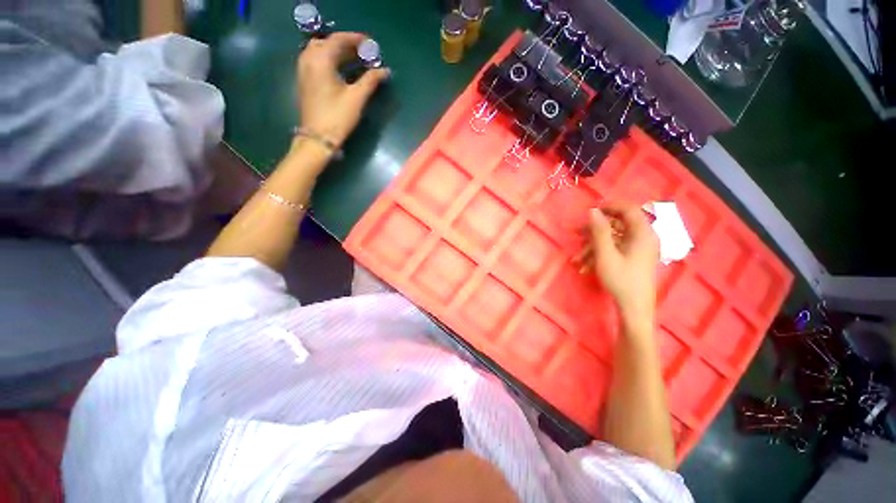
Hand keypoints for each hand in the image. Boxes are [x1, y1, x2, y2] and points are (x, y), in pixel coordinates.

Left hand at [296, 32, 389, 146]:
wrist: (318, 138)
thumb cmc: (338, 117)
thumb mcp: (356, 98)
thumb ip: (370, 81)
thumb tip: (385, 70)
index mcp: (321, 60)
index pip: (338, 40)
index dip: (355, 39)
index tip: (370, 43)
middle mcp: (309, 59)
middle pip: (328, 43)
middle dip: (347, 45)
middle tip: (364, 52)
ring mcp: (304, 70)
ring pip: (321, 51)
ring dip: (338, 52)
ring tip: (355, 60)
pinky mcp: (305, 81)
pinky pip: (317, 61)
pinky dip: (331, 60)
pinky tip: (342, 70)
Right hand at [574, 202, 659, 323]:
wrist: (634, 308)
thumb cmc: (621, 279)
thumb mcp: (606, 254)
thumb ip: (599, 231)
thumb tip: (592, 211)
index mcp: (642, 233)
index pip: (628, 209)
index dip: (609, 206)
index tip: (590, 211)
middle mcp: (644, 238)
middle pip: (618, 224)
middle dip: (595, 230)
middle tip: (577, 234)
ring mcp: (639, 249)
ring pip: (613, 238)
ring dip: (593, 246)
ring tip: (577, 258)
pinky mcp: (634, 258)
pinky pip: (615, 249)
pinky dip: (599, 254)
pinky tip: (585, 266)